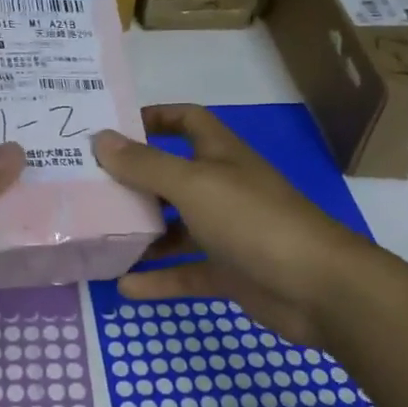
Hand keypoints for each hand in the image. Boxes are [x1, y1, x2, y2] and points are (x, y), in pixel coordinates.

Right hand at [92, 104, 374, 347]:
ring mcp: (227, 232)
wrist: (318, 288)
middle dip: (135, 181)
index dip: (154, 117)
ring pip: (176, 228)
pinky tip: (124, 286)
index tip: (113, 128)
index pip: (186, 121)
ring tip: (99, 237)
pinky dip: (158, 279)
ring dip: (142, 233)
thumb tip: (99, 138)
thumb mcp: (193, 185)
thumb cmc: (253, 221)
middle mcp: (223, 188)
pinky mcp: (229, 272)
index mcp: (220, 156)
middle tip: (89, 187)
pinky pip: (185, 272)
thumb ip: (145, 164)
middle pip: (173, 176)